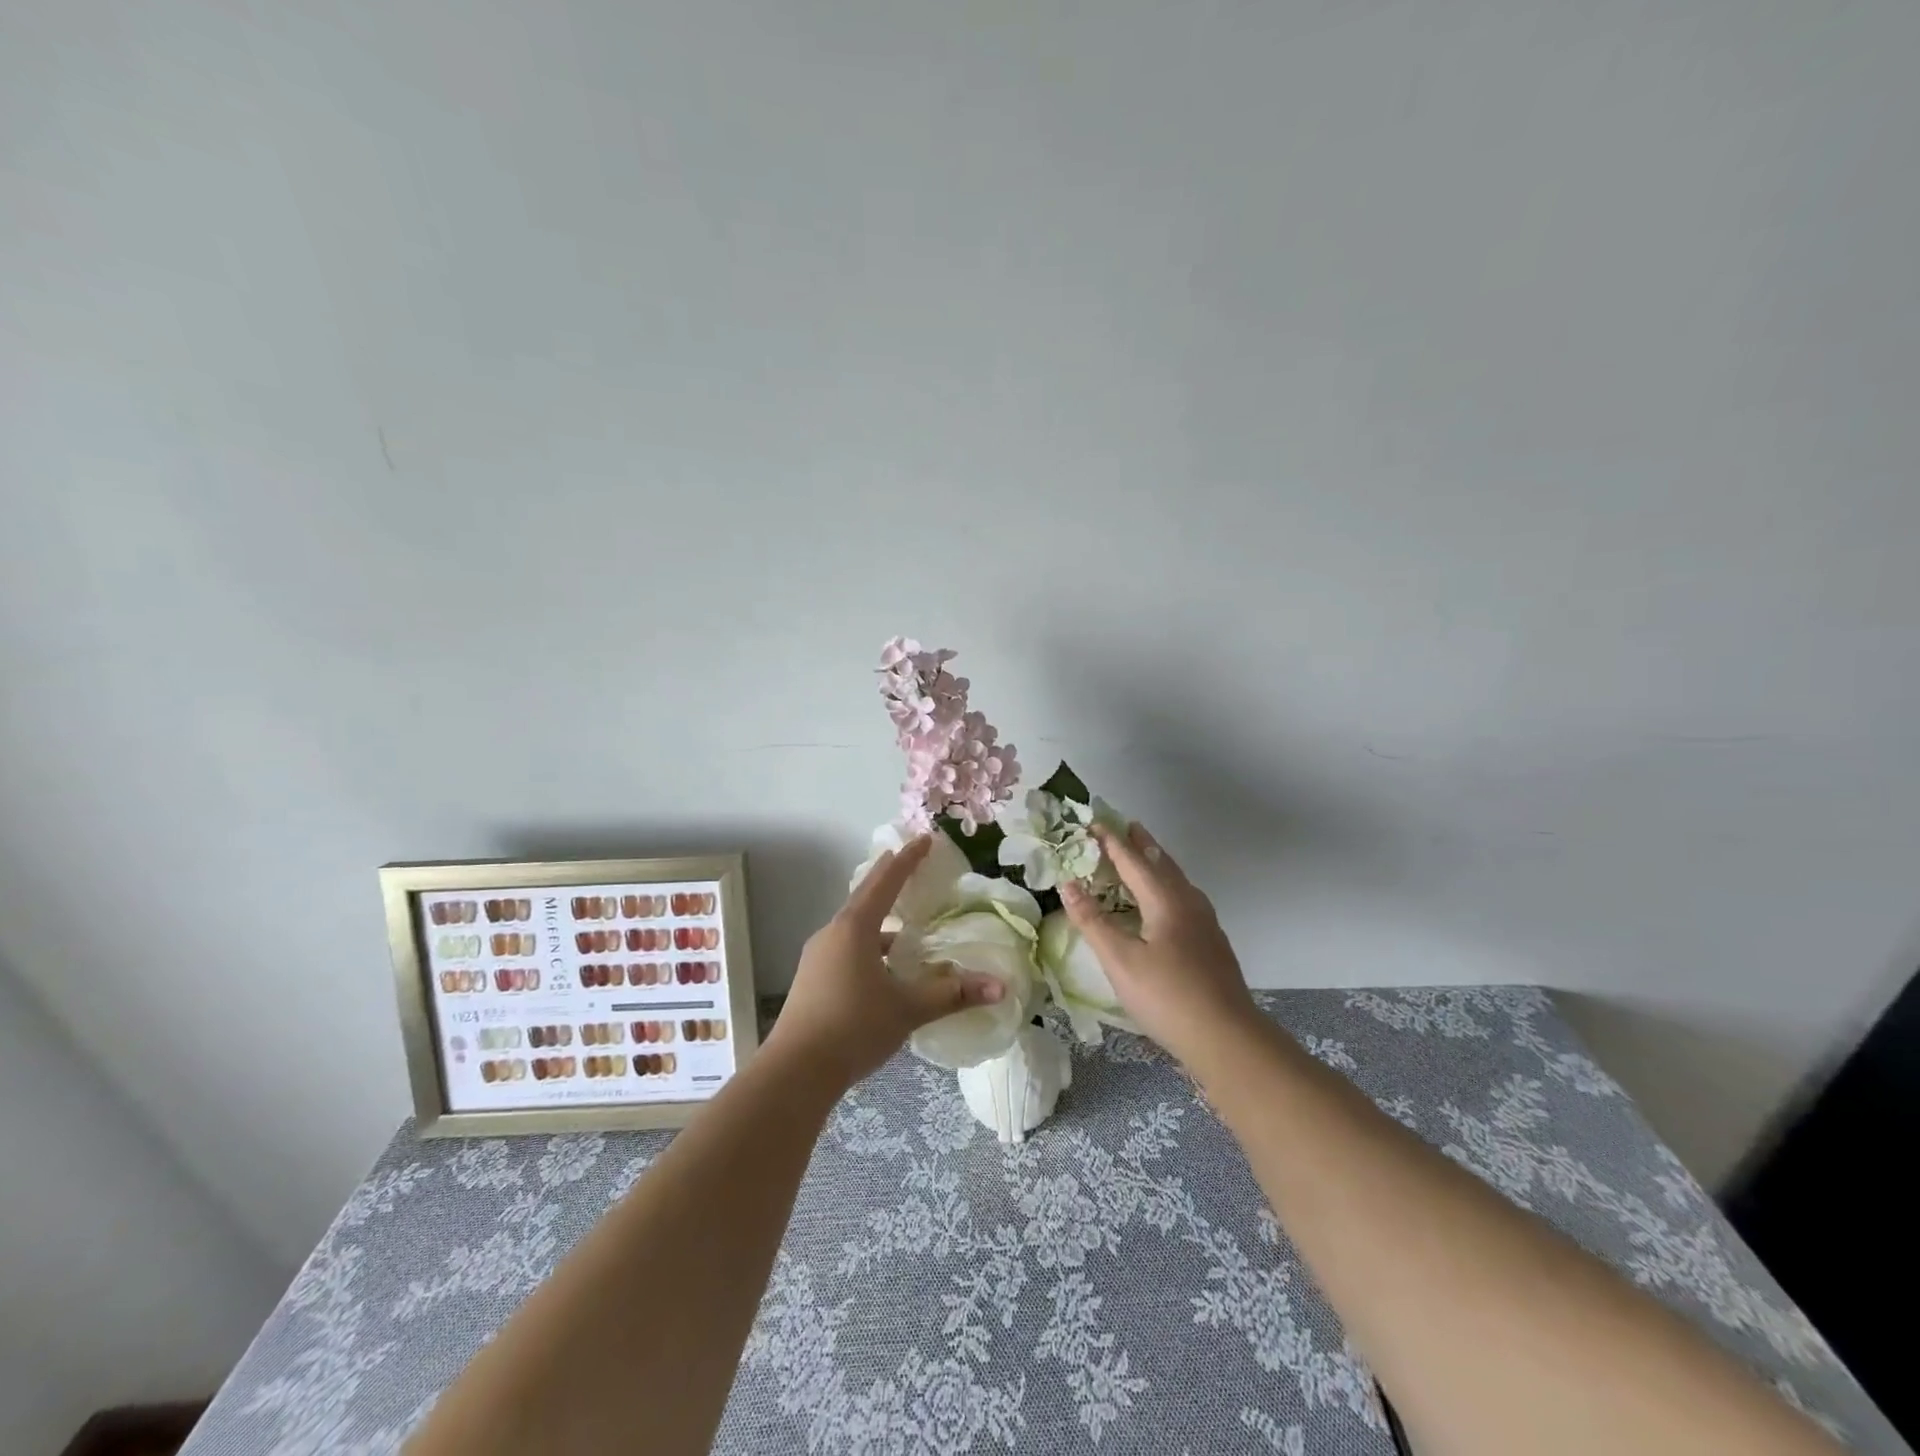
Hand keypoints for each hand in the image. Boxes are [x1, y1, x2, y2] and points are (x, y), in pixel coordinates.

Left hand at [765, 835, 1004, 1090]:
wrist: (795, 1072)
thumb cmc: (854, 1027)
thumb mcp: (908, 1009)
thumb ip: (953, 994)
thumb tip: (1000, 987)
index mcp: (855, 929)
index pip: (886, 882)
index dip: (908, 860)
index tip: (924, 839)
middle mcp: (833, 933)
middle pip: (865, 896)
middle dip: (888, 878)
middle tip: (907, 861)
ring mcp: (818, 956)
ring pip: (854, 924)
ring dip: (877, 916)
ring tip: (901, 920)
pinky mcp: (813, 978)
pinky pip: (846, 946)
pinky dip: (868, 944)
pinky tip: (883, 966)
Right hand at [1059, 822, 1260, 1066]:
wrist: (1227, 1037)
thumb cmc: (1167, 996)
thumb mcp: (1120, 960)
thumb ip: (1093, 921)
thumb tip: (1067, 884)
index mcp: (1165, 901)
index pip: (1133, 861)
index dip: (1112, 842)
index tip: (1094, 823)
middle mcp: (1189, 903)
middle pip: (1162, 864)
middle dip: (1143, 845)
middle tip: (1128, 826)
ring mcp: (1206, 924)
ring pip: (1178, 882)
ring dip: (1158, 865)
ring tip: (1146, 858)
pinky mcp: (1212, 944)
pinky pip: (1185, 899)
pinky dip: (1168, 887)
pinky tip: (1167, 905)